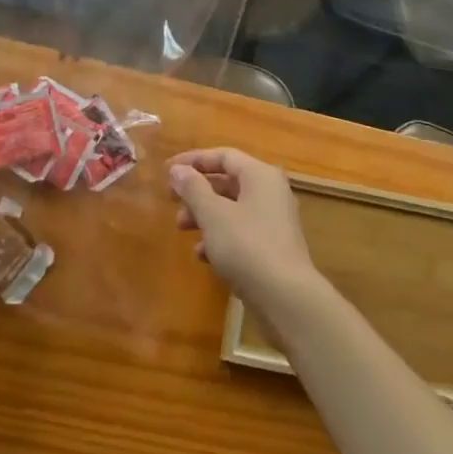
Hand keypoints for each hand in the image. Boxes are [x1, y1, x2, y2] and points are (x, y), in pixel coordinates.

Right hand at [168, 149, 320, 303]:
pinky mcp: (273, 247)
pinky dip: (220, 237)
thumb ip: (193, 189)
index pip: (224, 156)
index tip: (167, 171)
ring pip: (232, 208)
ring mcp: (274, 220)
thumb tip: (178, 169)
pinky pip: (241, 231)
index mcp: (260, 175)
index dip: (194, 160)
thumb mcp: (213, 214)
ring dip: (205, 215)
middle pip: (228, 182)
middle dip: (197, 191)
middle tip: (172, 202)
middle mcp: (271, 192)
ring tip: (182, 229)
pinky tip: (203, 255)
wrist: (286, 297)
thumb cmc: (246, 246)